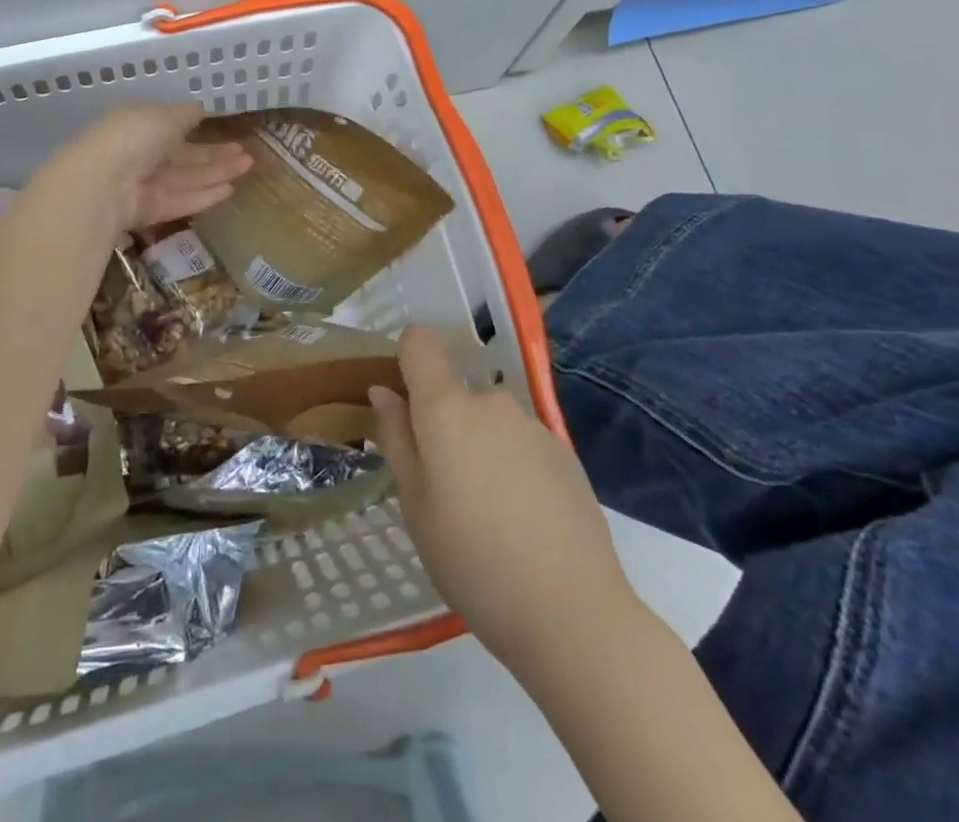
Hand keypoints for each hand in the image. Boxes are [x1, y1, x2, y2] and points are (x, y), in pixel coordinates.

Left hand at [47, 102, 252, 234]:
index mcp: (139, 125)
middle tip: (247, 153)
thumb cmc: (132, 137)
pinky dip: (204, 195)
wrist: (100, 184)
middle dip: (215, 154)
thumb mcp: (163, 116)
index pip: (173, 127)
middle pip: (184, 155)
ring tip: (247, 167)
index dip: (201, 129)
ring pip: (186, 178)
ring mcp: (143, 184)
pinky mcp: (148, 211)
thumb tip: (200, 109)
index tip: (228, 131)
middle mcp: (140, 154)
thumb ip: (184, 115)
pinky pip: (180, 200)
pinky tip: (230, 190)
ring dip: (217, 172)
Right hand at [370, 326, 639, 672]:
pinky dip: (511, 467)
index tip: (402, 403)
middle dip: (443, 428)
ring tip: (487, 516)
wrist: (574, 615)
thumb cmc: (474, 562)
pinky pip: (520, 444)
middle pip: (454, 394)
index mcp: (447, 409)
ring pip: (488, 422)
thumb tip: (383, 391)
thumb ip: (397, 439)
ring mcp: (533, 425)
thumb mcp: (416, 507)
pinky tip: (523, 523)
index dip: (406, 359)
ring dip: (478, 449)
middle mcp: (491, 402)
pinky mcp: (564, 453)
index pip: (420, 343)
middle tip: (444, 492)